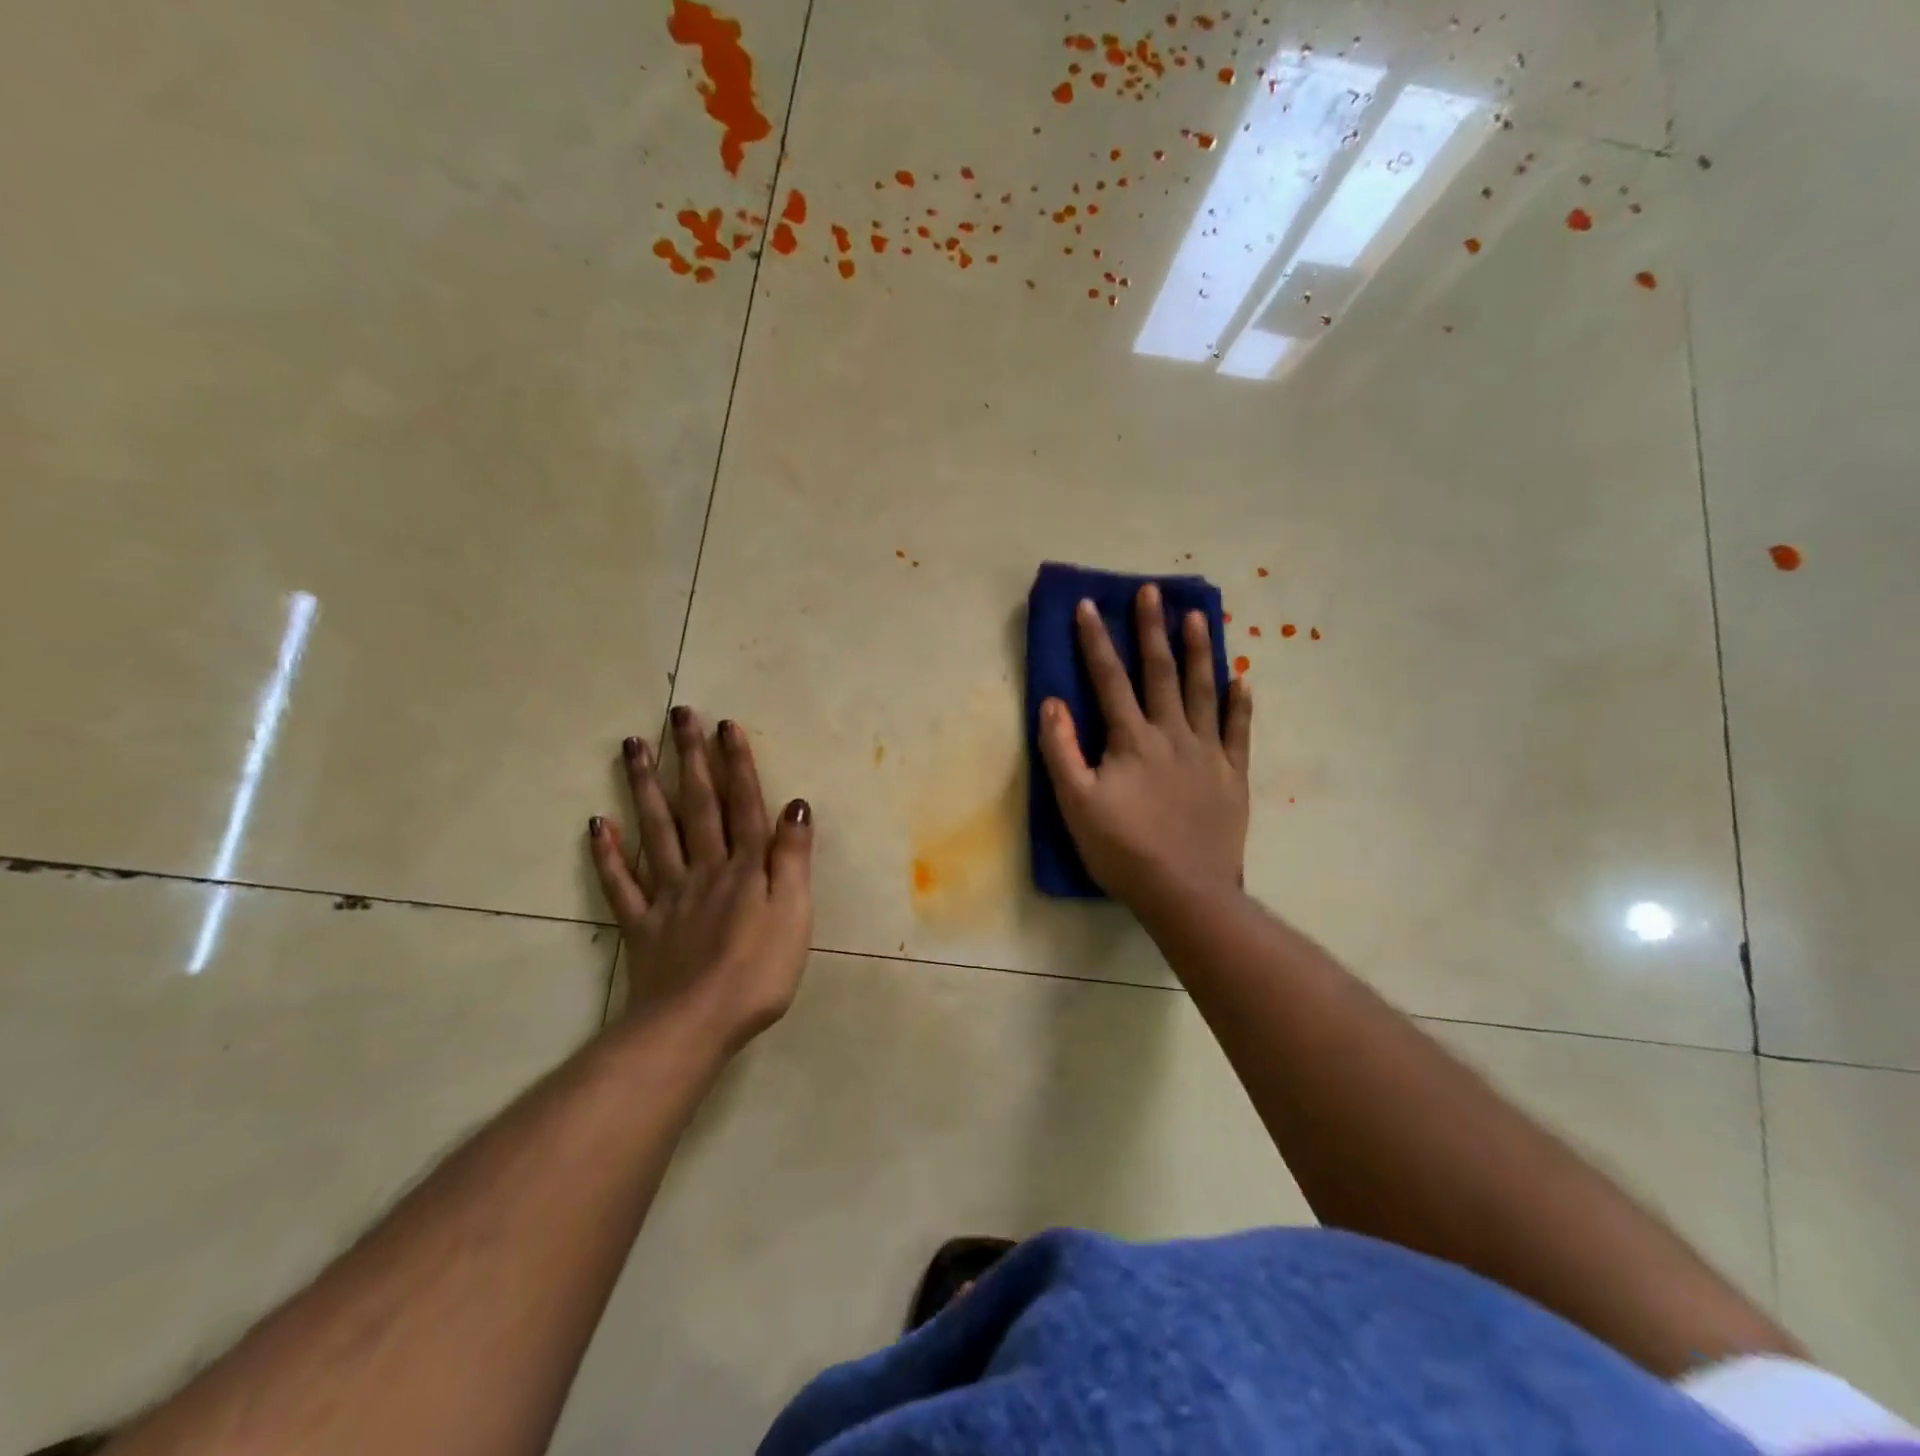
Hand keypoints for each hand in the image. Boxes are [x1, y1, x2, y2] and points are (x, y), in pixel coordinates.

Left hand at [588, 708, 813, 1056]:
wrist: (694, 1025)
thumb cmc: (758, 972)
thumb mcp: (794, 914)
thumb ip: (792, 858)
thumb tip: (795, 805)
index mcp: (745, 867)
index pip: (742, 805)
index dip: (736, 764)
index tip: (725, 725)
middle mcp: (705, 868)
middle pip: (697, 806)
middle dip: (689, 759)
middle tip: (677, 717)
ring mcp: (668, 895)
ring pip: (656, 832)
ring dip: (645, 787)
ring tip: (632, 747)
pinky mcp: (642, 925)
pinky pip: (621, 884)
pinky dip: (608, 853)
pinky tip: (597, 823)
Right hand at [1038, 587, 1252, 905]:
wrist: (1185, 890)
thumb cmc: (1123, 849)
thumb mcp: (1076, 803)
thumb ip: (1061, 750)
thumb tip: (1052, 702)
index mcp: (1132, 739)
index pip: (1109, 679)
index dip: (1095, 641)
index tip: (1088, 605)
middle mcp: (1172, 734)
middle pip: (1160, 672)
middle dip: (1152, 629)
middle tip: (1152, 591)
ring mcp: (1208, 752)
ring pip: (1203, 691)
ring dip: (1199, 651)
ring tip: (1198, 616)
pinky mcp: (1232, 775)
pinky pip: (1239, 730)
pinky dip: (1240, 704)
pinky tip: (1241, 680)